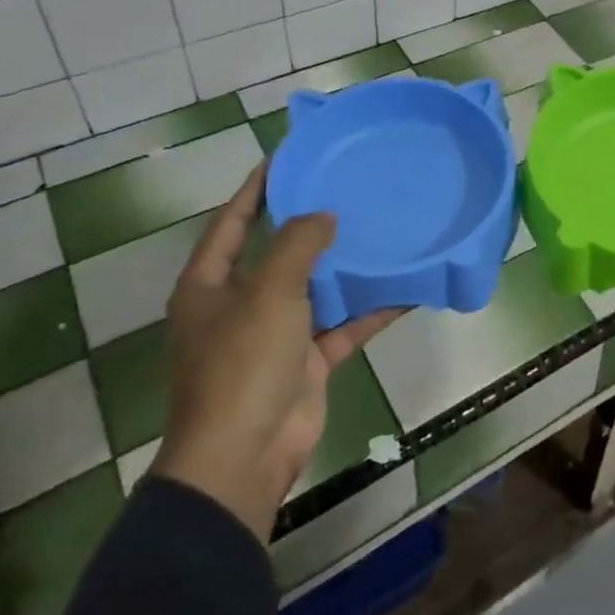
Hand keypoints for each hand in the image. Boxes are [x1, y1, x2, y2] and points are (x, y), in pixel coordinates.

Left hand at [151, 164, 400, 543]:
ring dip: (343, 267)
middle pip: (276, 253)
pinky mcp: (305, 362)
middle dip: (307, 224)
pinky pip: (342, 326)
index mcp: (210, 285)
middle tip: (345, 188)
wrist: (244, 457)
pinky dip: (368, 310)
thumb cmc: (243, 363)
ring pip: (314, 289)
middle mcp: (239, 305)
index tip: (287, 158)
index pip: (231, 222)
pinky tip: (403, 288)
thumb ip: (297, 244)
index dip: (255, 189)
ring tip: (378, 228)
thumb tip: (322, 215)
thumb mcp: (269, 291)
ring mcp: (274, 335)